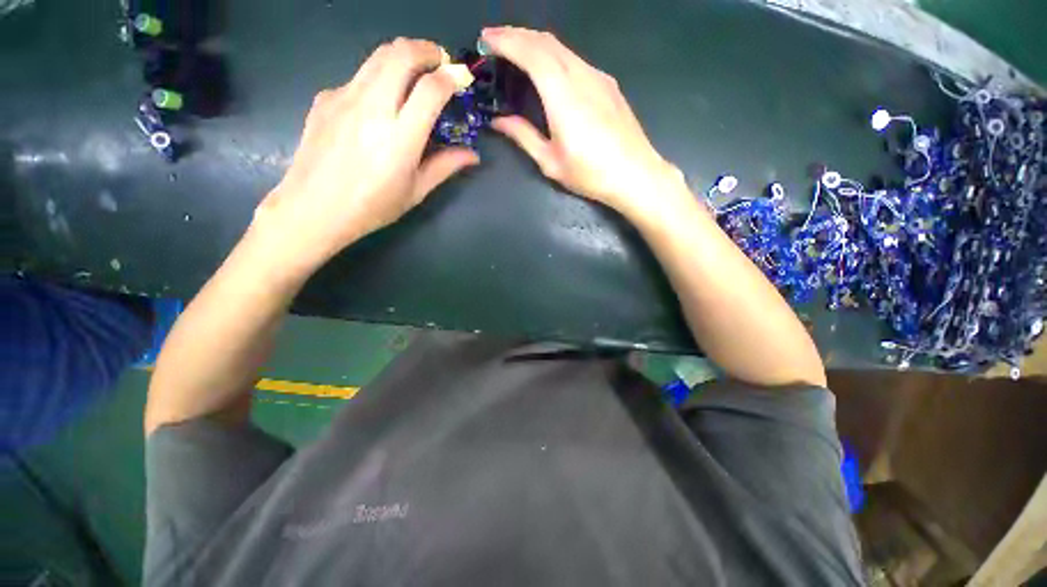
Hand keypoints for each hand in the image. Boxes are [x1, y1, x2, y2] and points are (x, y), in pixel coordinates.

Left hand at [251, 38, 478, 274]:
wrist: (313, 208)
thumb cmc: (372, 206)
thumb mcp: (415, 191)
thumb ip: (445, 166)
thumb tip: (472, 155)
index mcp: (400, 138)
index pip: (430, 89)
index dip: (451, 76)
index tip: (461, 77)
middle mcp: (372, 108)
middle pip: (400, 54)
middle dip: (426, 49)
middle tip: (439, 62)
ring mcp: (344, 97)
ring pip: (377, 56)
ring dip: (402, 56)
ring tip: (414, 74)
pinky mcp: (325, 97)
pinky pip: (358, 77)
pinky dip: (378, 79)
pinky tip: (379, 105)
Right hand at [482, 27, 685, 219]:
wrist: (635, 174)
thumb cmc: (590, 174)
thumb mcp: (551, 162)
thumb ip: (524, 136)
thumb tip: (499, 121)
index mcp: (563, 97)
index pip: (532, 53)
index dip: (507, 41)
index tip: (487, 38)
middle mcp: (581, 77)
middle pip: (546, 42)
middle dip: (517, 35)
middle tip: (495, 40)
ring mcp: (598, 77)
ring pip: (563, 48)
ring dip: (536, 43)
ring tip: (517, 51)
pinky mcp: (608, 84)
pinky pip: (576, 60)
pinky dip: (555, 55)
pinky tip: (549, 69)